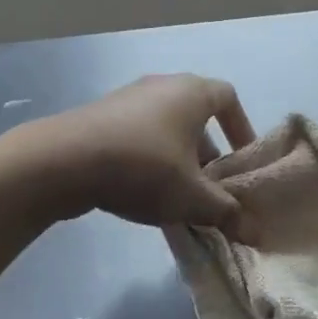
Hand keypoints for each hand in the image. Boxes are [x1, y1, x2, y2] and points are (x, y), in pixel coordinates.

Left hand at [29, 75, 256, 234]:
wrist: (62, 161)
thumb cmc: (143, 167)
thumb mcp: (191, 197)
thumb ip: (226, 212)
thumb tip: (254, 232)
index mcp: (192, 92)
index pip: (229, 98)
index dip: (241, 128)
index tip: (242, 160)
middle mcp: (163, 85)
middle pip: (197, 115)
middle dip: (208, 152)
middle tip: (211, 186)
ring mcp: (128, 98)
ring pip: (166, 126)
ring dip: (178, 157)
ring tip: (177, 194)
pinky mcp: (101, 115)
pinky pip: (139, 133)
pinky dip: (149, 156)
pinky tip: (141, 189)